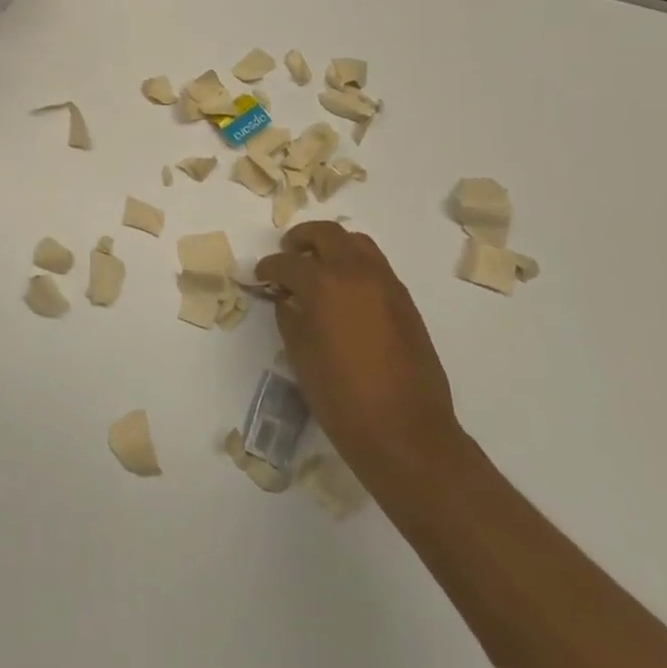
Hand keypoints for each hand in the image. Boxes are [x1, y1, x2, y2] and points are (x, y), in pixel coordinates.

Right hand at [256, 222, 467, 485]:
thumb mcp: (300, 354)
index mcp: (324, 284)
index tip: (260, 277)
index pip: (287, 262)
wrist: (406, 433)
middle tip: (288, 254)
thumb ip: (289, 315)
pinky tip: (345, 293)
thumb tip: (287, 298)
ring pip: (357, 243)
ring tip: (318, 267)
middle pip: (326, 234)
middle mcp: (357, 273)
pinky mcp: (406, 303)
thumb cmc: (341, 397)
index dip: (268, 268)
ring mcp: (387, 285)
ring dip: (333, 247)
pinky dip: (355, 266)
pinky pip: (376, 267)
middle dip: (302, 239)